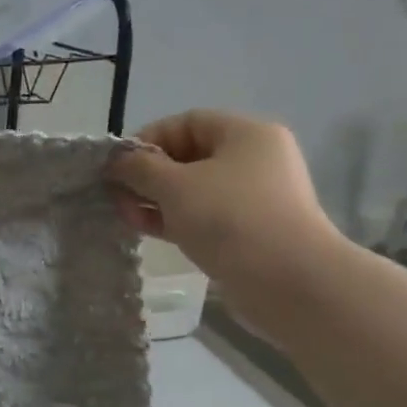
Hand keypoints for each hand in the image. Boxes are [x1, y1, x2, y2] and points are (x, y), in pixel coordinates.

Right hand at [108, 110, 349, 331]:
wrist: (290, 283)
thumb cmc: (230, 219)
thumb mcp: (175, 186)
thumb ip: (139, 168)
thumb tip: (116, 161)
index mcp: (246, 134)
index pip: (186, 123)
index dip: (147, 139)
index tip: (118, 165)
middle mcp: (254, 160)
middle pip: (188, 156)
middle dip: (148, 174)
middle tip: (116, 194)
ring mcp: (254, 199)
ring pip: (193, 190)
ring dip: (156, 200)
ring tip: (125, 216)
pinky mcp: (250, 233)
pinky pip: (204, 216)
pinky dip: (174, 219)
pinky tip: (146, 230)